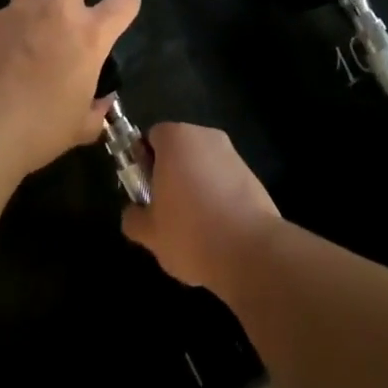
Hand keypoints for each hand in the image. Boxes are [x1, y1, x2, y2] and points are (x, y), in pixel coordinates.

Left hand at [0, 0, 139, 179]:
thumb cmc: (38, 131)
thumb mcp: (79, 129)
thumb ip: (96, 110)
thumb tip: (101, 103)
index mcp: (89, 36)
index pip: (125, 0)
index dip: (126, 4)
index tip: (119, 16)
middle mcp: (57, 12)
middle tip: (72, 10)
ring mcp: (17, 12)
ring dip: (36, 2)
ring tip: (28, 29)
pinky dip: (3, 30)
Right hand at [121, 123, 280, 289]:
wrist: (250, 251)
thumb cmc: (190, 233)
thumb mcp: (149, 233)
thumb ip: (134, 218)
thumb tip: (133, 214)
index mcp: (176, 139)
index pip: (152, 137)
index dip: (144, 161)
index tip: (144, 190)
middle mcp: (206, 136)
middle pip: (179, 148)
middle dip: (170, 173)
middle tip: (164, 209)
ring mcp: (233, 154)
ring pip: (204, 165)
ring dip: (195, 185)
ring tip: (192, 225)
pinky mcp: (253, 175)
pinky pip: (225, 180)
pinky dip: (218, 196)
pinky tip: (217, 229)